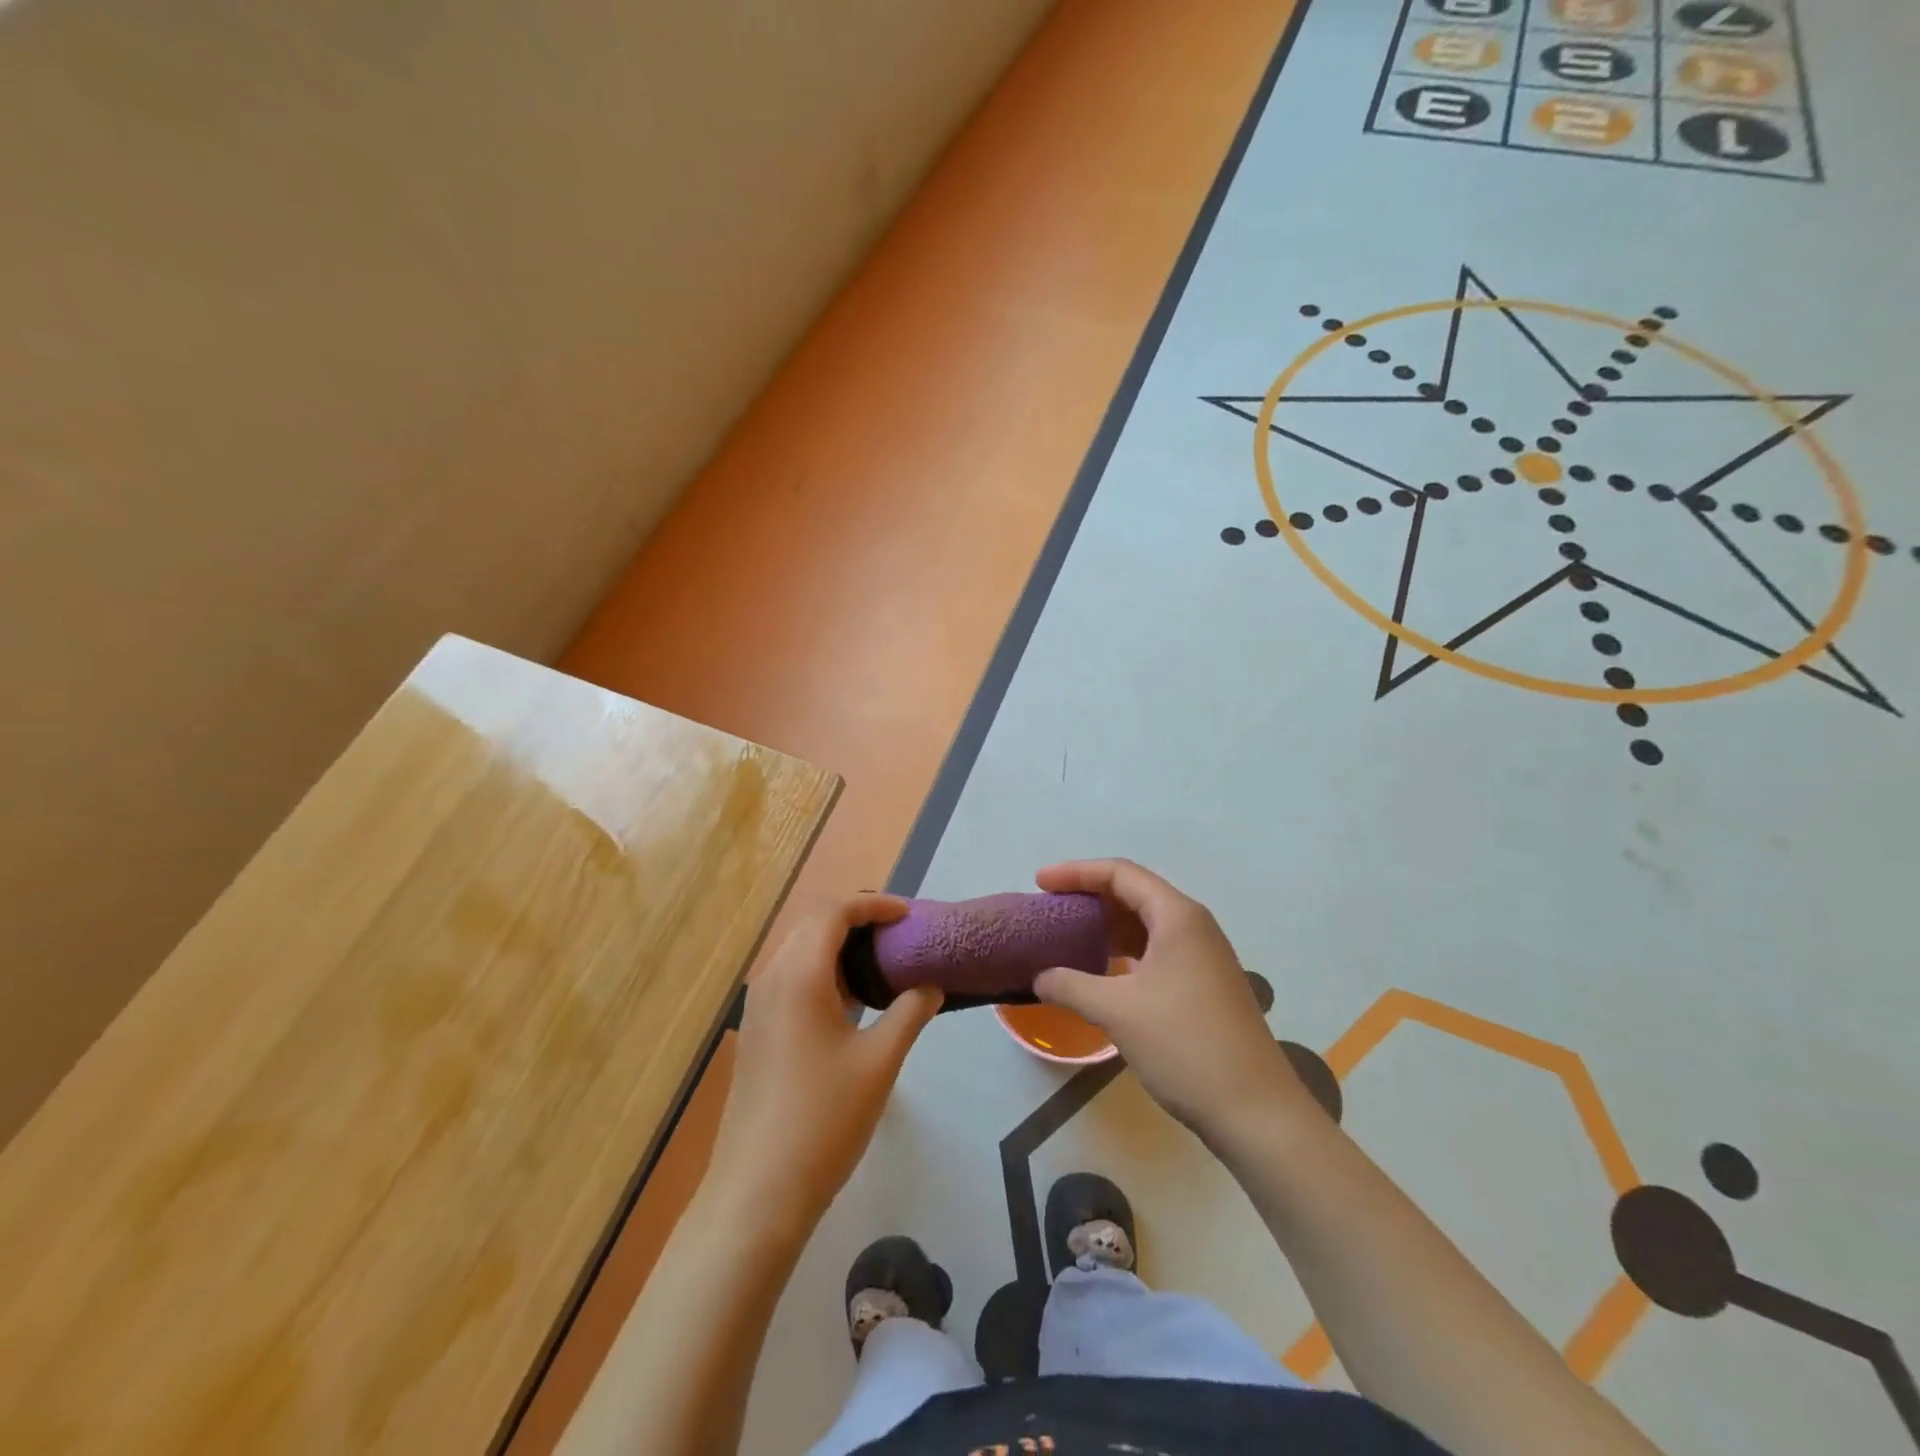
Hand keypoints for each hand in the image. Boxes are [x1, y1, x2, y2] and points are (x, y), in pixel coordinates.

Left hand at [705, 893, 942, 1237]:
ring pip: (799, 950)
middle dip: (857, 918)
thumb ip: (909, 1013)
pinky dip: (822, 970)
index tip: (909, 916)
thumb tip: (931, 985)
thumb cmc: (824, 1119)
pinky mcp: (756, 1030)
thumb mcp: (879, 1062)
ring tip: (882, 962)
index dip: (874, 904)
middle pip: (814, 924)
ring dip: (838, 945)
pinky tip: (851, 1000)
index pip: (835, 911)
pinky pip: (790, 977)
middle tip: (899, 935)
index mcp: (799, 975)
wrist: (758, 1190)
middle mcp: (772, 978)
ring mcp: (758, 1006)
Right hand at [1032, 860, 1314, 1140]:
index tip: (1039, 883)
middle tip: (1050, 909)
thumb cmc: (1186, 1046)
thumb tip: (1039, 977)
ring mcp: (1202, 956)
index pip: (1120, 874)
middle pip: (1134, 893)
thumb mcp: (1118, 1012)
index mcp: (1177, 916)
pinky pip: (1155, 950)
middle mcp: (1193, 926)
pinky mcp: (1203, 984)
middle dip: (1089, 896)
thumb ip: (1071, 985)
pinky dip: (1124, 951)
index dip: (1076, 872)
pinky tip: (1101, 971)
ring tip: (1068, 936)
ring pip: (1145, 924)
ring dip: (1106, 926)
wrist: (1256, 1111)